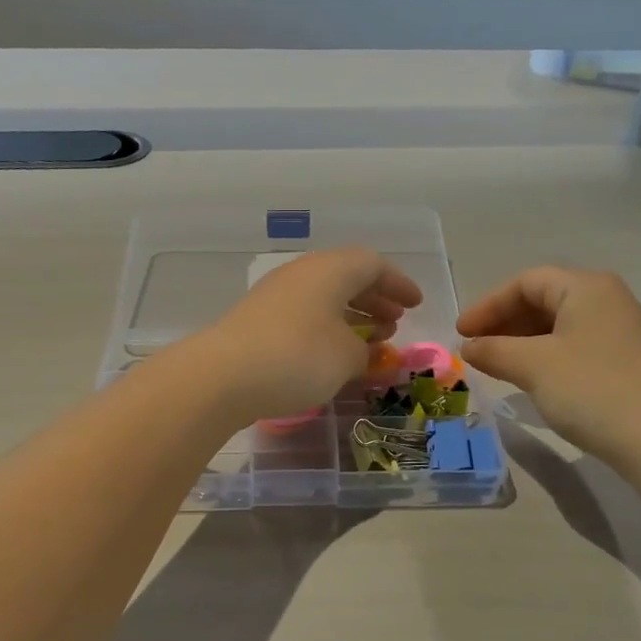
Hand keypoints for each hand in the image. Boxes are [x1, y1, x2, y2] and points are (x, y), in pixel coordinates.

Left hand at [184, 248, 422, 425]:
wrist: (224, 376)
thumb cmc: (298, 357)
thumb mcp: (346, 357)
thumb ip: (365, 350)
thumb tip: (363, 350)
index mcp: (331, 269)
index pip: (373, 264)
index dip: (399, 284)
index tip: (416, 304)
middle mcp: (303, 273)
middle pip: (347, 276)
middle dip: (376, 298)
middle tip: (395, 322)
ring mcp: (276, 294)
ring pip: (325, 296)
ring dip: (353, 314)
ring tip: (372, 340)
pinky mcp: (258, 319)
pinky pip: (305, 314)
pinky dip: (328, 327)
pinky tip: (335, 353)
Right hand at [456, 266, 640, 464]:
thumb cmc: (591, 388)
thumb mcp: (533, 365)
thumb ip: (494, 350)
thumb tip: (469, 347)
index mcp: (586, 287)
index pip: (526, 281)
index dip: (488, 304)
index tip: (461, 333)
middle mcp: (607, 299)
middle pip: (543, 299)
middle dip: (504, 322)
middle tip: (475, 348)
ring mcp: (620, 330)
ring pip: (558, 324)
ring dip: (522, 340)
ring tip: (496, 365)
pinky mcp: (626, 360)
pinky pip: (574, 345)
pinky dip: (545, 355)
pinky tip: (530, 378)